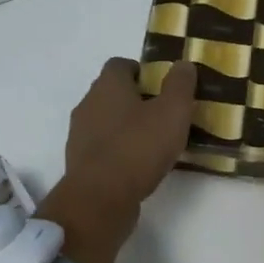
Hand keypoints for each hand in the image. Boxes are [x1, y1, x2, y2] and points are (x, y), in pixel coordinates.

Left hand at [38, 59, 197, 262]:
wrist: (100, 198)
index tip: (163, 87)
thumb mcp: (172, 112)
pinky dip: (119, 151)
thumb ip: (180, 85)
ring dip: (126, 127)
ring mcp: (80, 135)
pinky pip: (103, 148)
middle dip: (136, 100)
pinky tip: (139, 166)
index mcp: (107, 85)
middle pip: (112, 93)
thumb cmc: (138, 147)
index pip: (120, 65)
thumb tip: (183, 64)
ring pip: (106, 121)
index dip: (142, 71)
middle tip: (163, 114)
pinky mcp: (80, 163)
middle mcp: (88, 104)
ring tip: (154, 143)